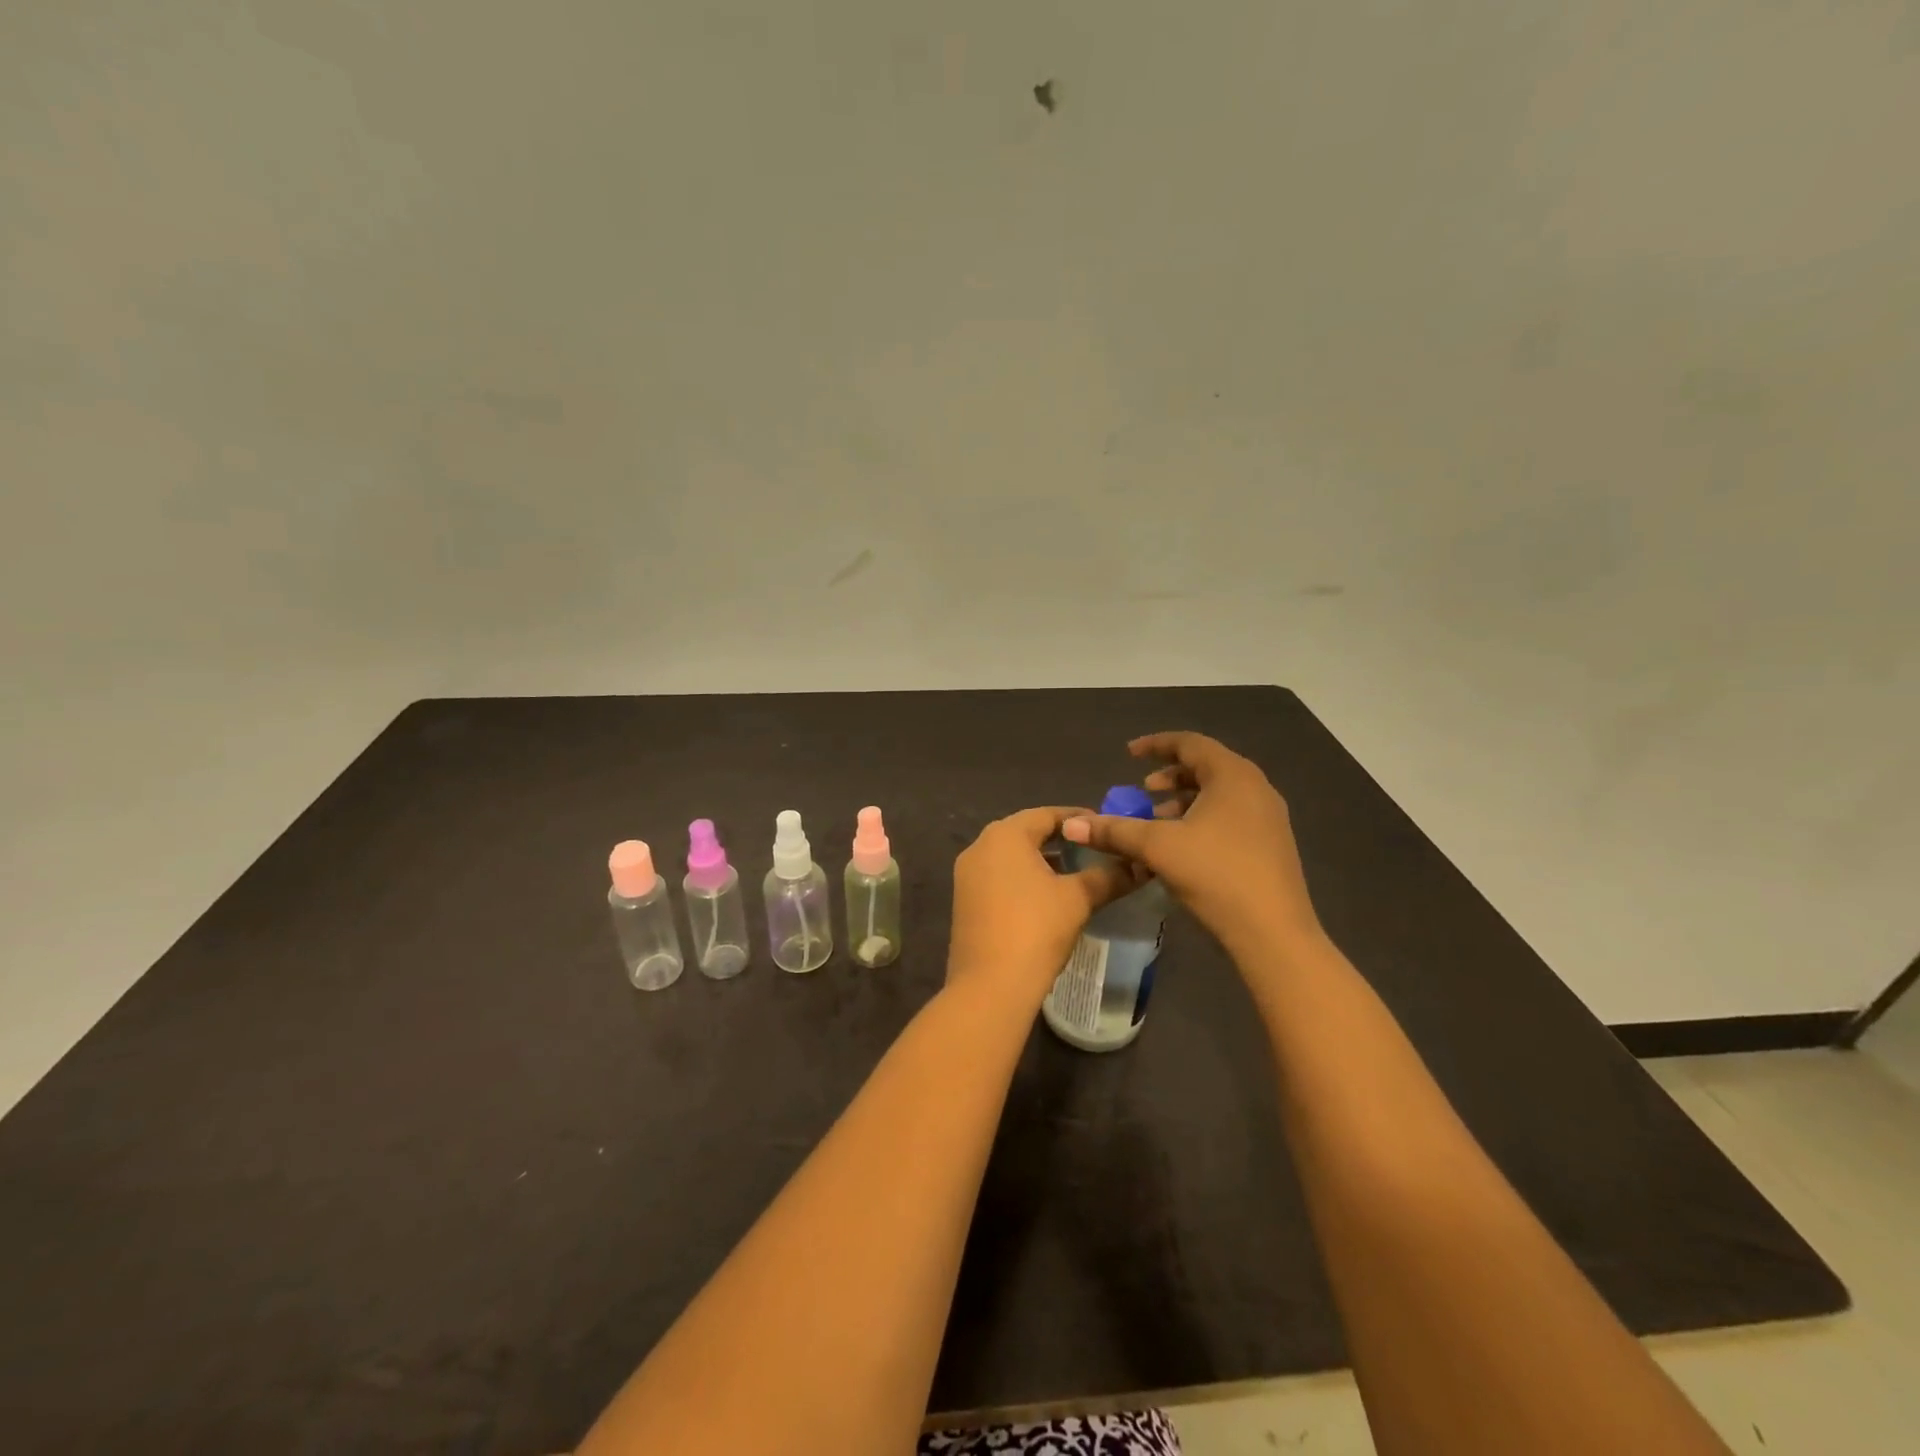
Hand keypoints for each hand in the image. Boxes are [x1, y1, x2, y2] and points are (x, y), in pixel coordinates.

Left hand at [947, 807, 1137, 1011]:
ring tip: (1075, 873)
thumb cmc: (1036, 929)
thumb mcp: (1078, 899)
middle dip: (1059, 840)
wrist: (990, 985)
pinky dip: (1023, 879)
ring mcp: (967, 875)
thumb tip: (1138, 866)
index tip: (1104, 827)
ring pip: (1011, 857)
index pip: (1046, 814)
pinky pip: (998, 877)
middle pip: (1025, 832)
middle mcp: (979, 847)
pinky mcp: (964, 901)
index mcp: (1004, 835)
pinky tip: (1047, 897)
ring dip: (1041, 861)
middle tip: (1092, 848)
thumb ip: (1108, 876)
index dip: (1077, 819)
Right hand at [1063, 732, 1321, 956]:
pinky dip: (1202, 820)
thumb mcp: (1157, 848)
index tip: (1129, 754)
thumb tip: (1071, 824)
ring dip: (1184, 802)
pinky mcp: (1272, 845)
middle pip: (1207, 767)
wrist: (1273, 933)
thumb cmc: (1215, 875)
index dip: (1156, 745)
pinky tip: (1182, 848)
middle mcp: (1256, 788)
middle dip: (1170, 777)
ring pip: (1219, 795)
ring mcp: (1268, 818)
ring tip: (1157, 823)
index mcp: (1233, 776)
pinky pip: (1231, 817)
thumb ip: (1114, 830)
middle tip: (1143, 790)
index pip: (1190, 743)